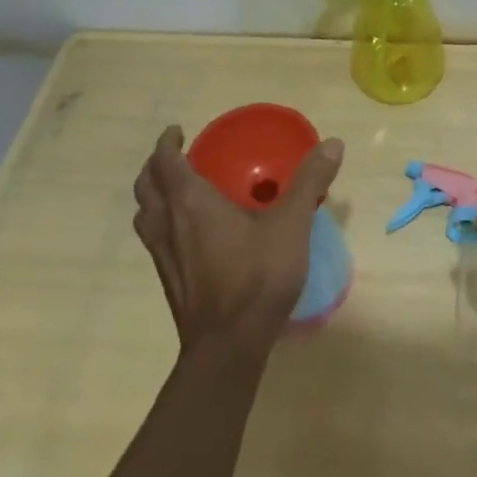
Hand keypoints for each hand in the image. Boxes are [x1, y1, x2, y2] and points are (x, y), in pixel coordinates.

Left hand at [132, 126, 344, 358]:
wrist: (228, 344)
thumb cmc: (257, 276)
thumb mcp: (291, 225)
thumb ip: (309, 182)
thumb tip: (332, 143)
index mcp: (190, 202)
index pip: (164, 162)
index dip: (167, 143)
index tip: (178, 132)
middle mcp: (168, 223)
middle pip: (146, 186)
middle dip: (156, 166)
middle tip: (179, 157)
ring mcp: (163, 255)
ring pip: (145, 214)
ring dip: (154, 196)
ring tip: (178, 191)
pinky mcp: (168, 279)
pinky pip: (154, 238)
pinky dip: (162, 222)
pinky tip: (191, 234)